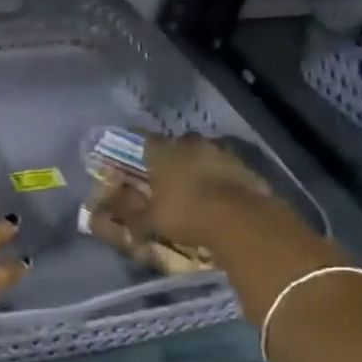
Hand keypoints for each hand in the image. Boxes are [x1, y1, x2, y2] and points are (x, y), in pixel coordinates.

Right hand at [141, 133, 278, 250]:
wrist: (238, 219)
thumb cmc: (186, 214)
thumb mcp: (152, 220)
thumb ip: (134, 212)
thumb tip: (117, 209)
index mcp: (163, 152)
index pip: (148, 141)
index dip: (147, 153)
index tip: (146, 164)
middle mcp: (190, 144)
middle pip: (180, 143)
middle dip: (177, 156)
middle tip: (174, 177)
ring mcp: (220, 152)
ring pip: (206, 153)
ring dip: (202, 165)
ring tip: (201, 188)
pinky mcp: (244, 165)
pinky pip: (228, 167)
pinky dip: (224, 177)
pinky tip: (223, 196)